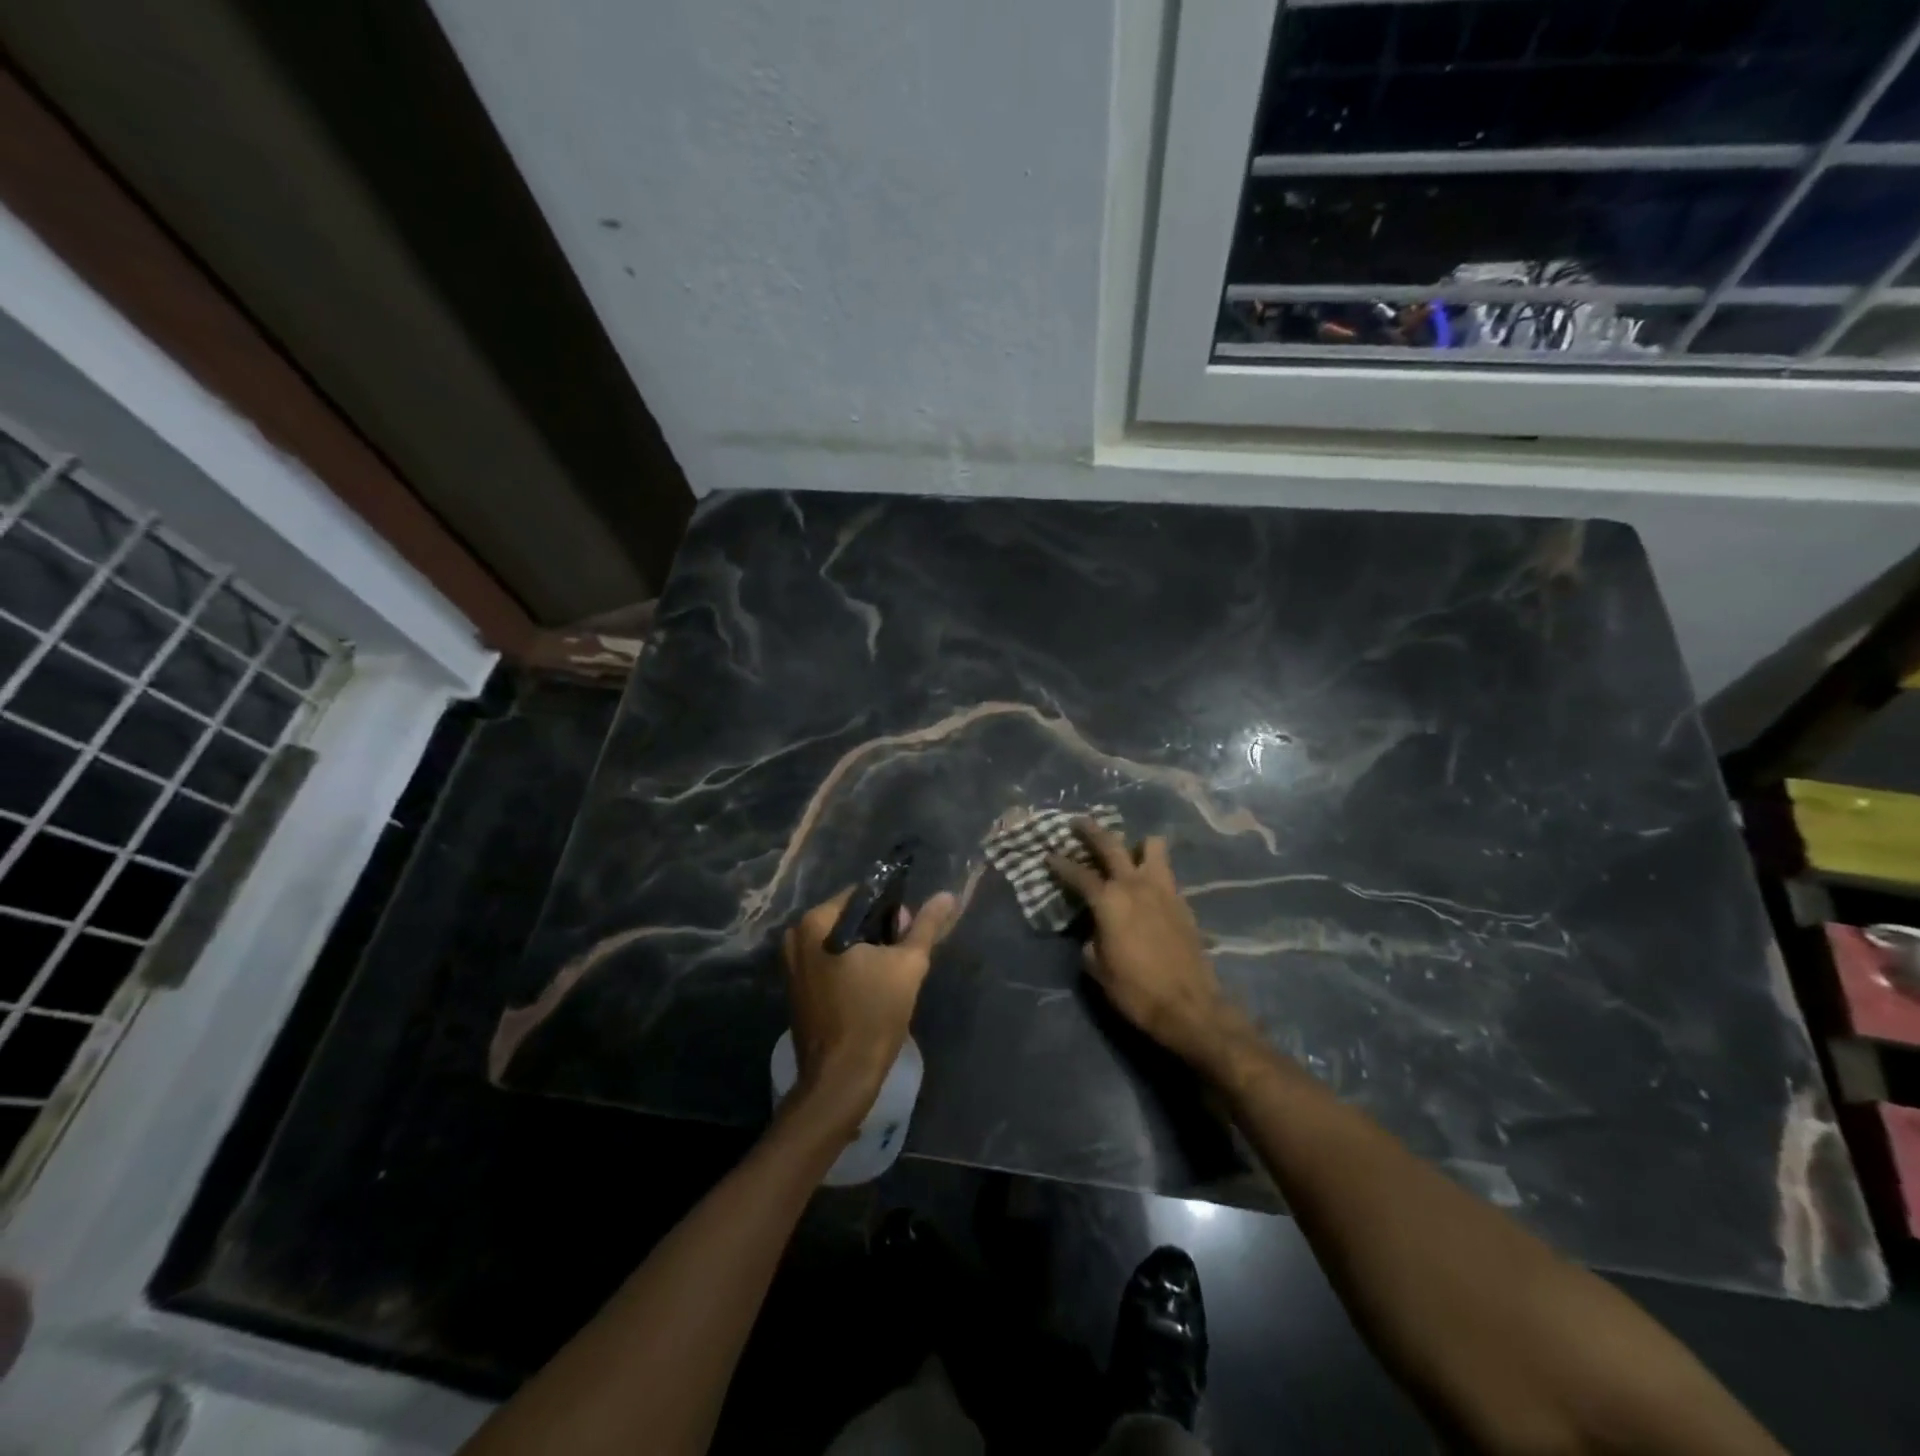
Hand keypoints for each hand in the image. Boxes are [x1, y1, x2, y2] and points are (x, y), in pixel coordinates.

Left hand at [782, 887, 957, 1129]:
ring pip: (840, 941)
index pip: (864, 895)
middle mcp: (797, 936)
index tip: (908, 936)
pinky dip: (850, 968)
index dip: (893, 910)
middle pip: (850, 917)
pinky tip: (870, 988)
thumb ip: (926, 925)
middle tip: (902, 958)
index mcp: (817, 922)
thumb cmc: (873, 1015)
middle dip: (880, 932)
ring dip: (867, 951)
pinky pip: (828, 962)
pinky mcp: (796, 988)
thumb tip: (947, 896)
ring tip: (889, 976)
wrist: (840, 1078)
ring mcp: (792, 964)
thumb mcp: (908, 965)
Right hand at [1046, 821, 1237, 1067]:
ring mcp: (1163, 889)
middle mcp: (1135, 885)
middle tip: (1077, 823)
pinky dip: (1154, 870)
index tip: (1048, 855)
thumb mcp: (1098, 968)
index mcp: (1109, 900)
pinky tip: (1147, 884)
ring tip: (1127, 851)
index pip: (1078, 874)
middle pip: (1111, 844)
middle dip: (1091, 831)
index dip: (1060, 864)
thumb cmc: (1136, 990)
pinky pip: (1165, 872)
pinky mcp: (1183, 902)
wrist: (1190, 1006)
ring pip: (1151, 846)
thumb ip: (1091, 939)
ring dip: (1136, 845)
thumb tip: (1093, 929)